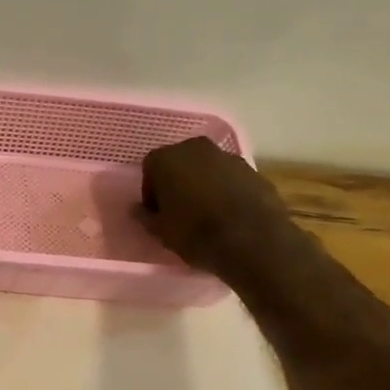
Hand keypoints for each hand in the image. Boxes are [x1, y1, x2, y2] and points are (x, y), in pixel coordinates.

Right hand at [140, 137, 292, 277]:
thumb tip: (137, 210)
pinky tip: (227, 215)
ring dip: (202, 185)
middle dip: (176, 183)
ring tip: (205, 214)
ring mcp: (228, 156)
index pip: (150, 169)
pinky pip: (229, 178)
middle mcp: (196, 148)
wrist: (252, 240)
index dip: (151, 192)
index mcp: (167, 158)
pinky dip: (225, 190)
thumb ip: (145, 217)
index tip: (157, 212)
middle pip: (179, 162)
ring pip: (206, 169)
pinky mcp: (253, 170)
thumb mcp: (160, 231)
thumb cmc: (195, 233)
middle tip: (178, 210)